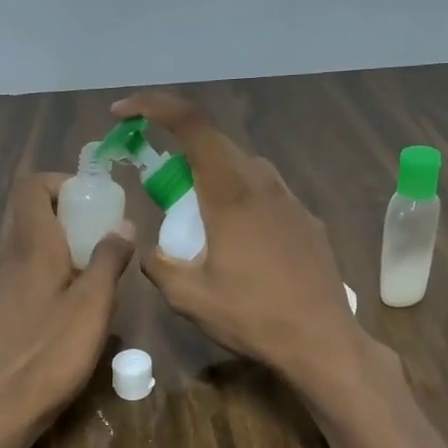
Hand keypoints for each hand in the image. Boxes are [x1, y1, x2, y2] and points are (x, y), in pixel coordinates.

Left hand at [0, 172, 134, 434]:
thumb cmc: (51, 352)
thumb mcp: (93, 305)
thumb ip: (109, 259)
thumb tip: (123, 224)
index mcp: (30, 245)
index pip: (30, 185)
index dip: (61, 182)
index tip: (93, 201)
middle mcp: (7, 255)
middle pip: (28, 211)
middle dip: (65, 212)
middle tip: (100, 234)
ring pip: (25, 241)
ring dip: (57, 241)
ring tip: (91, 268)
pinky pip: (21, 269)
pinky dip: (46, 267)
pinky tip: (70, 302)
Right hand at [112, 90, 365, 386]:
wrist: (323, 341)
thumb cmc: (253, 316)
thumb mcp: (189, 298)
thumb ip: (159, 265)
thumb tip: (151, 250)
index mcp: (230, 192)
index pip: (191, 123)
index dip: (154, 106)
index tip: (124, 112)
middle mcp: (263, 183)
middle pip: (215, 143)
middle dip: (177, 148)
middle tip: (155, 182)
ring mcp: (290, 199)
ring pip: (242, 166)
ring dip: (210, 175)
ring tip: (194, 215)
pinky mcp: (306, 219)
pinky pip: (264, 191)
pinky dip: (237, 197)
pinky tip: (235, 239)